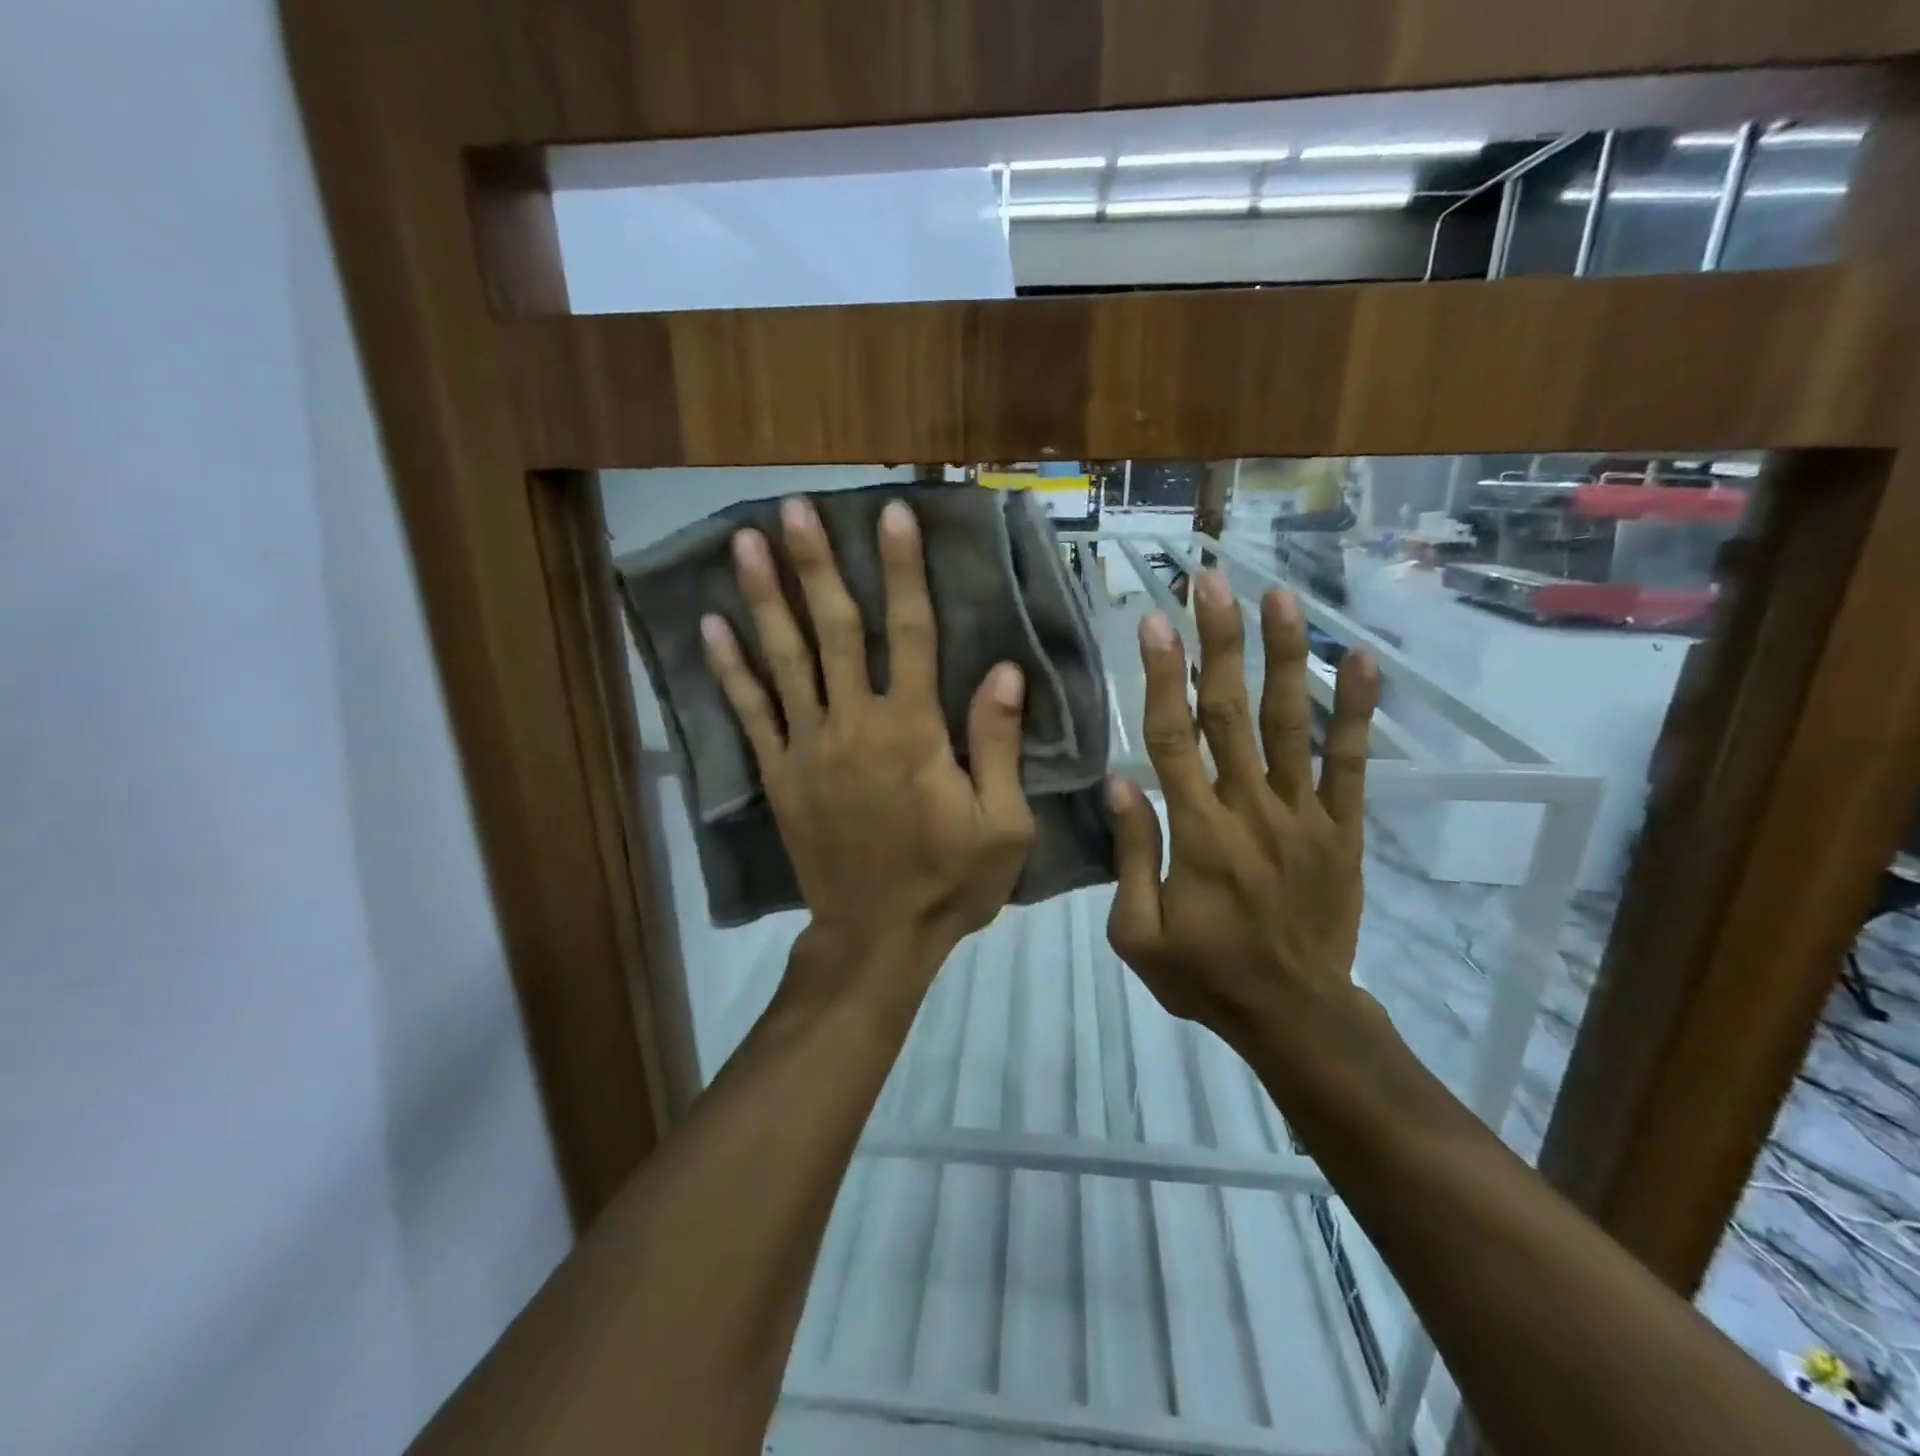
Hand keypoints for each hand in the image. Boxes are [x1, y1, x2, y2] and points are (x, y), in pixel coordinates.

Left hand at [701, 497, 1034, 979]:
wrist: (876, 938)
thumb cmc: (948, 882)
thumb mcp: (1002, 824)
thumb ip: (998, 745)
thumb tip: (1004, 671)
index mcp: (914, 732)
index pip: (912, 634)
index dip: (904, 572)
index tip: (892, 515)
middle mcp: (855, 725)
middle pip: (835, 631)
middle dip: (817, 565)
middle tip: (795, 508)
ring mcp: (809, 748)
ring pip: (785, 660)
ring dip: (765, 598)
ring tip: (745, 541)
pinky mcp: (780, 775)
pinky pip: (751, 714)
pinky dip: (730, 670)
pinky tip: (711, 626)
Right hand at [1105, 571, 1379, 1049]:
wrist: (1295, 1015)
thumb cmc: (1205, 975)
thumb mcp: (1138, 933)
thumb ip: (1132, 855)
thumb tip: (1121, 783)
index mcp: (1197, 833)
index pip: (1173, 737)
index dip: (1161, 676)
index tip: (1154, 621)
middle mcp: (1251, 809)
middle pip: (1229, 712)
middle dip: (1219, 642)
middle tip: (1212, 582)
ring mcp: (1304, 815)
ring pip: (1290, 723)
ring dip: (1283, 656)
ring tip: (1279, 597)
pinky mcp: (1342, 828)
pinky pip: (1350, 763)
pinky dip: (1356, 711)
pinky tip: (1361, 660)